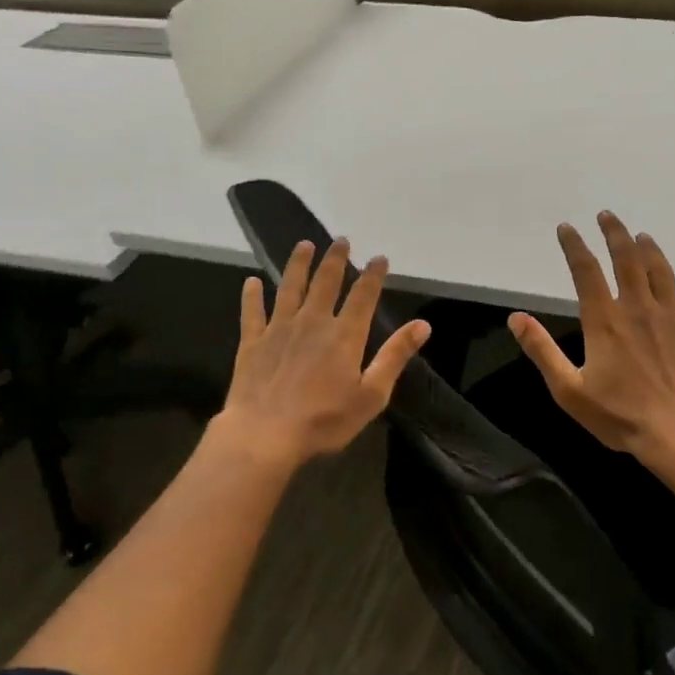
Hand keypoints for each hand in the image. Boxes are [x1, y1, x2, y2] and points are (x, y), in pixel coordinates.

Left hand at [220, 238, 430, 467]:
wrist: (264, 435)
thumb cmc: (324, 420)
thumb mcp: (372, 395)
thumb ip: (395, 356)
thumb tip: (423, 324)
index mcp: (345, 335)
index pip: (363, 295)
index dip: (373, 274)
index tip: (379, 257)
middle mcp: (313, 322)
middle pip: (326, 282)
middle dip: (335, 259)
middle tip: (340, 240)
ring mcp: (279, 329)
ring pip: (290, 287)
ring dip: (298, 264)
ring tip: (304, 245)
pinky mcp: (252, 342)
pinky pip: (252, 312)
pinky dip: (252, 295)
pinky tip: (251, 282)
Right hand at [509, 211, 674, 467]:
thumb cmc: (620, 415)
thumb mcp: (568, 389)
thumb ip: (542, 351)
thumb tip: (516, 318)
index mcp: (604, 320)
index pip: (586, 271)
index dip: (574, 246)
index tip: (567, 227)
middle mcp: (637, 308)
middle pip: (626, 259)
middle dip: (615, 233)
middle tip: (607, 215)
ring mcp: (670, 317)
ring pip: (660, 270)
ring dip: (650, 248)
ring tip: (642, 235)